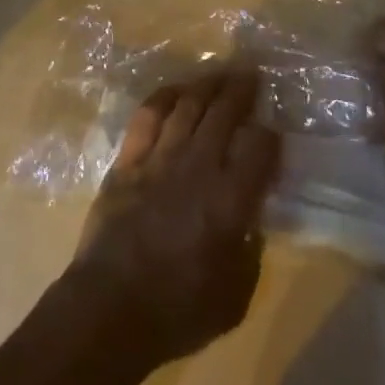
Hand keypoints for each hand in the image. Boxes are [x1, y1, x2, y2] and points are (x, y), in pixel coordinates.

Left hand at [61, 71, 280, 369]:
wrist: (111, 306)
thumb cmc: (178, 311)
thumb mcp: (234, 297)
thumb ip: (249, 252)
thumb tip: (251, 221)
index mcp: (229, 200)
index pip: (259, 148)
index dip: (270, 135)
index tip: (272, 130)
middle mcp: (198, 166)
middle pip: (224, 113)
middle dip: (240, 89)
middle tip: (250, 74)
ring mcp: (161, 155)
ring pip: (188, 104)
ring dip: (206, 85)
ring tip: (219, 73)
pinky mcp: (130, 156)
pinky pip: (149, 113)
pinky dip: (165, 96)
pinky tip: (175, 91)